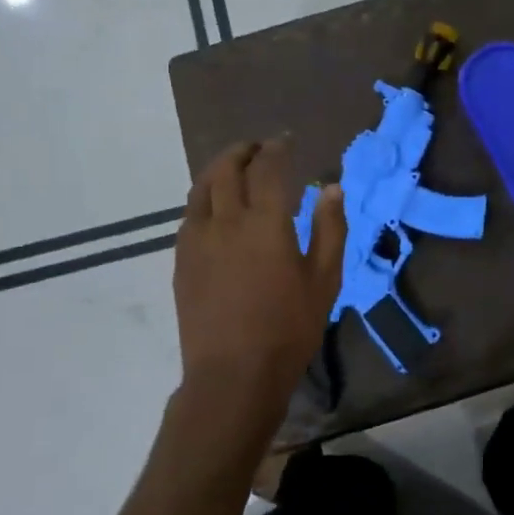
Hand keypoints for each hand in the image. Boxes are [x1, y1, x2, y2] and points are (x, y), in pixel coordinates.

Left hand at [173, 139, 346, 427]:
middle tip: (259, 148)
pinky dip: (204, 197)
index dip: (277, 148)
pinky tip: (215, 207)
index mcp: (266, 222)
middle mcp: (227, 221)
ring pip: (202, 187)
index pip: (268, 168)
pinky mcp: (182, 259)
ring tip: (234, 168)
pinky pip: (190, 214)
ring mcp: (198, 239)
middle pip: (228, 169)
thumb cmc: (288, 327)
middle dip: (244, 151)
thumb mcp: (324, 279)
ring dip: (218, 169)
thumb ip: (330, 228)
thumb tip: (331, 188)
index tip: (286, 141)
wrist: (233, 374)